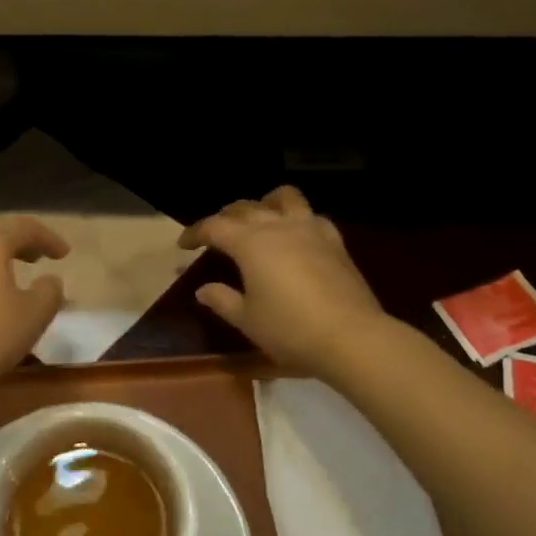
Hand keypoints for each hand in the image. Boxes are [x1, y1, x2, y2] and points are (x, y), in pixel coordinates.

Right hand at [178, 187, 383, 376]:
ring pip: (284, 198)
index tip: (183, 245)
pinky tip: (296, 235)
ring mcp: (310, 230)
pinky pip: (312, 216)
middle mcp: (278, 227)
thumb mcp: (247, 320)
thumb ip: (222, 300)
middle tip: (215, 234)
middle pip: (246, 208)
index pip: (215, 227)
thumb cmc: (290, 330)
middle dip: (225, 217)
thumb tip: (203, 289)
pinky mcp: (335, 242)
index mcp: (251, 244)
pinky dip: (297, 218)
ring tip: (259, 216)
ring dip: (265, 202)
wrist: (351, 338)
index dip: (195, 232)